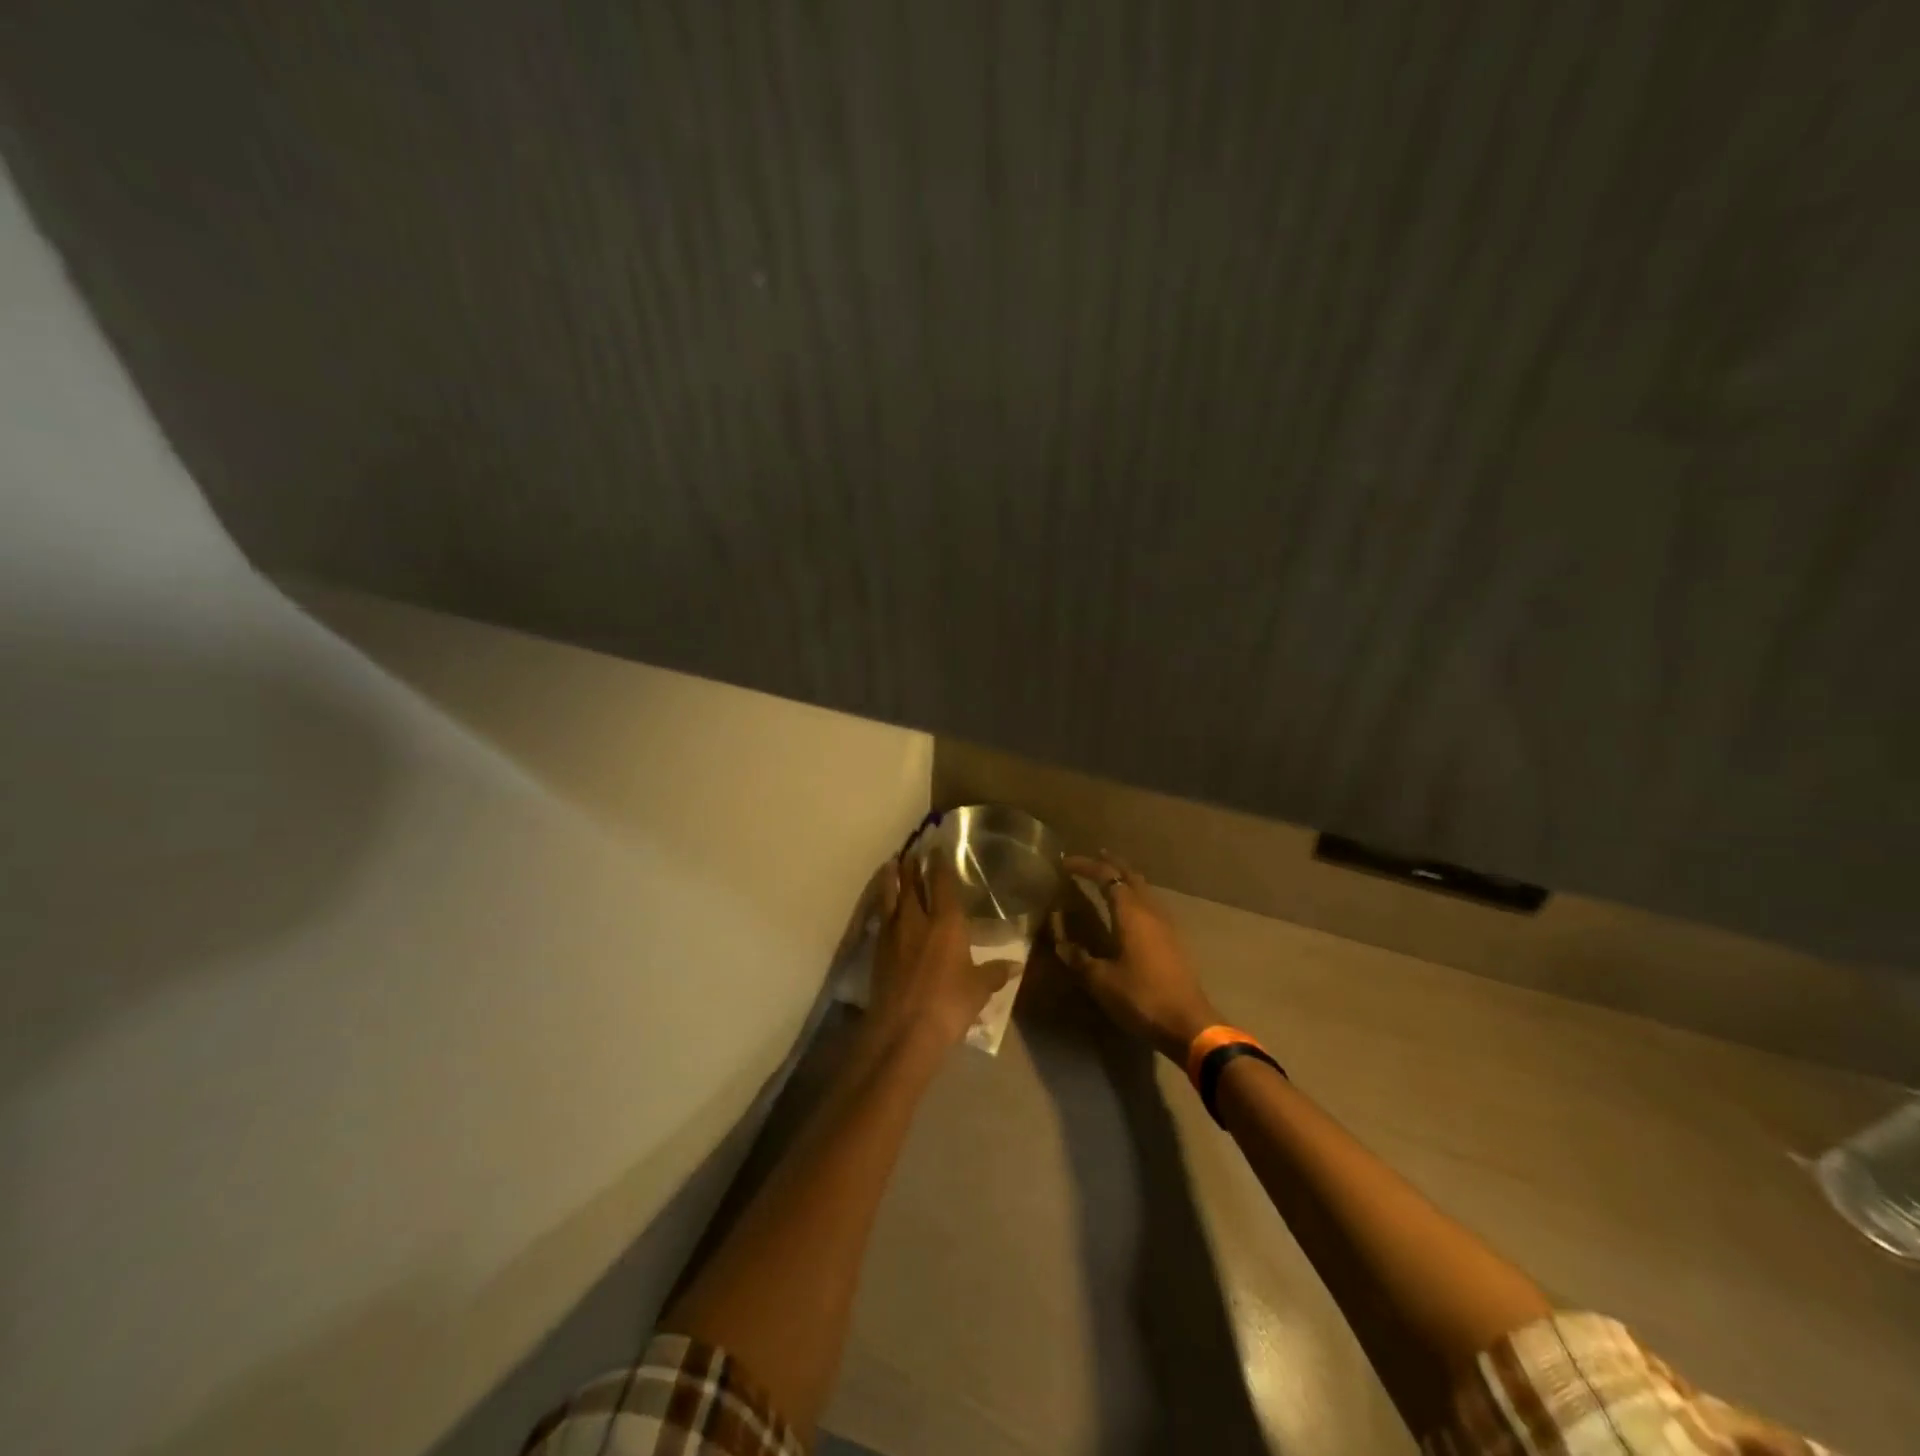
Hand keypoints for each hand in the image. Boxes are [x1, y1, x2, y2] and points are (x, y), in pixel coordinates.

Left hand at [866, 853, 1013, 1050]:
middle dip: (912, 865)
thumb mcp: (978, 989)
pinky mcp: (877, 951)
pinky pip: (881, 918)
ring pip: (891, 897)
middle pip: (912, 884)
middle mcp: (917, 920)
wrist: (902, 1031)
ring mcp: (893, 934)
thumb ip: (995, 972)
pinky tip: (885, 907)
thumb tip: (1017, 964)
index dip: (940, 864)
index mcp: (946, 923)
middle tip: (912, 850)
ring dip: (892, 879)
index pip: (942, 884)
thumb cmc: (949, 1005)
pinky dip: (883, 906)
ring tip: (891, 864)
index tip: (937, 848)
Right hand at [1051, 853, 1219, 1063]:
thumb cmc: (1141, 998)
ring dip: (1125, 878)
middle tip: (1091, 856)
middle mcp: (1150, 911)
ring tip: (1108, 877)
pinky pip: (1151, 904)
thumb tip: (1061, 942)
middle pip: (1131, 875)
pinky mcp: (1173, 939)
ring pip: (1144, 888)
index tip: (1065, 862)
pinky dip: (1135, 895)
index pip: (1107, 877)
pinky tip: (1129, 909)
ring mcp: (1166, 924)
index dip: (1085, 866)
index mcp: (1131, 914)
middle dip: (1110, 863)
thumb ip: (1079, 958)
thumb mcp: (1101, 981)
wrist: (1188, 1024)